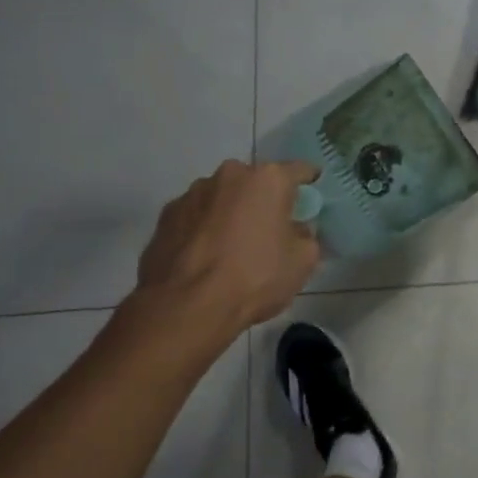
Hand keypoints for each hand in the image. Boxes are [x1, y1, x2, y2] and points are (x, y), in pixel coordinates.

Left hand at [135, 160, 320, 332]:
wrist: (186, 308)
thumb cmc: (255, 278)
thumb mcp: (303, 261)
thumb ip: (306, 235)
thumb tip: (296, 230)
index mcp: (268, 179)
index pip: (300, 170)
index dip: (310, 183)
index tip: (312, 198)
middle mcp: (229, 175)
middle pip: (256, 182)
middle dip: (264, 200)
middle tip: (270, 229)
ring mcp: (192, 193)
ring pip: (222, 198)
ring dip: (230, 213)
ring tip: (231, 248)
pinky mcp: (165, 216)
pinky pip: (195, 217)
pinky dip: (203, 229)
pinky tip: (205, 258)